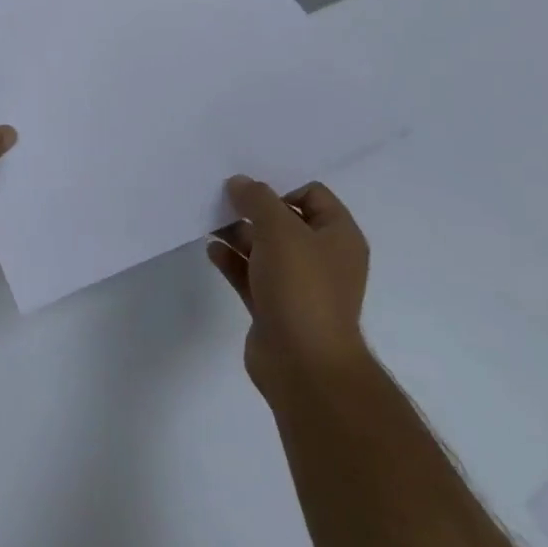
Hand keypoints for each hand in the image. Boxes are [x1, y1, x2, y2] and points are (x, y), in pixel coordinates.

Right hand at [207, 176, 371, 401]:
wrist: (304, 364)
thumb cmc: (301, 287)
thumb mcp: (279, 230)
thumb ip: (257, 199)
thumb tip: (240, 183)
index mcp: (338, 237)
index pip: (312, 195)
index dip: (281, 188)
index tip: (250, 192)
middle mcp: (322, 258)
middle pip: (284, 222)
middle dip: (253, 210)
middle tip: (220, 201)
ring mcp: (298, 286)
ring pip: (265, 249)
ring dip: (238, 234)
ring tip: (208, 222)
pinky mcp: (274, 308)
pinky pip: (251, 275)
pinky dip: (232, 261)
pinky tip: (211, 250)